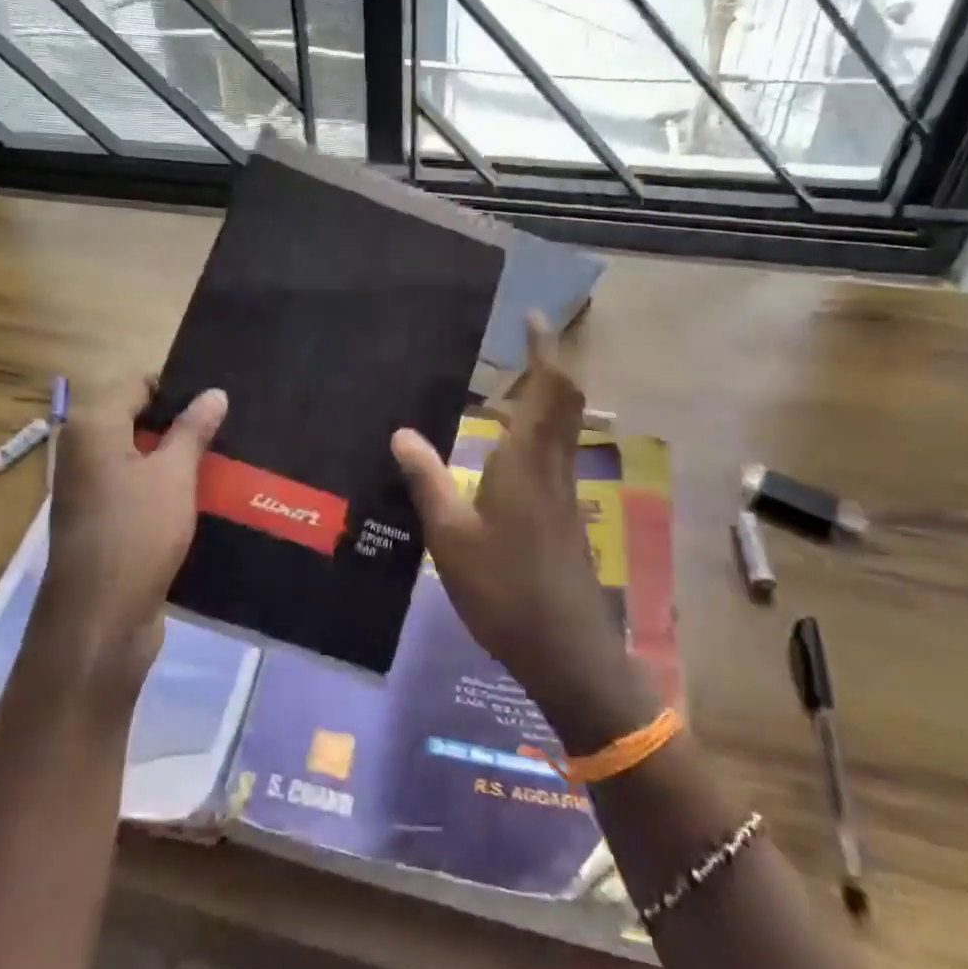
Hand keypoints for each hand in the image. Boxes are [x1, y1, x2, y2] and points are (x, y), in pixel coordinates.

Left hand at [28, 378, 227, 703]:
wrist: (100, 621)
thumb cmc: (136, 532)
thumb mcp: (173, 474)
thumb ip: (193, 429)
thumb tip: (214, 392)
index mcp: (93, 428)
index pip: (137, 385)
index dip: (177, 388)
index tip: (218, 397)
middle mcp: (83, 453)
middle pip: (137, 421)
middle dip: (181, 424)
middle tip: (231, 425)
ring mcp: (89, 491)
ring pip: (140, 459)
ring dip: (177, 459)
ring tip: (227, 457)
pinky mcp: (102, 523)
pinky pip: (137, 490)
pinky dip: (165, 488)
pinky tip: (204, 495)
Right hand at [391, 321, 655, 751]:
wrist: (566, 651)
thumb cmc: (504, 590)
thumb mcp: (450, 536)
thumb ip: (426, 480)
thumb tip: (401, 431)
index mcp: (528, 462)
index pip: (548, 389)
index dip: (544, 349)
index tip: (532, 317)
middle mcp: (553, 466)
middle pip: (564, 401)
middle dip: (546, 367)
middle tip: (513, 350)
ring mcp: (564, 492)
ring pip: (561, 428)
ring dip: (540, 401)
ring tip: (498, 396)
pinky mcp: (564, 515)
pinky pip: (554, 454)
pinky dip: (535, 434)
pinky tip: (501, 454)